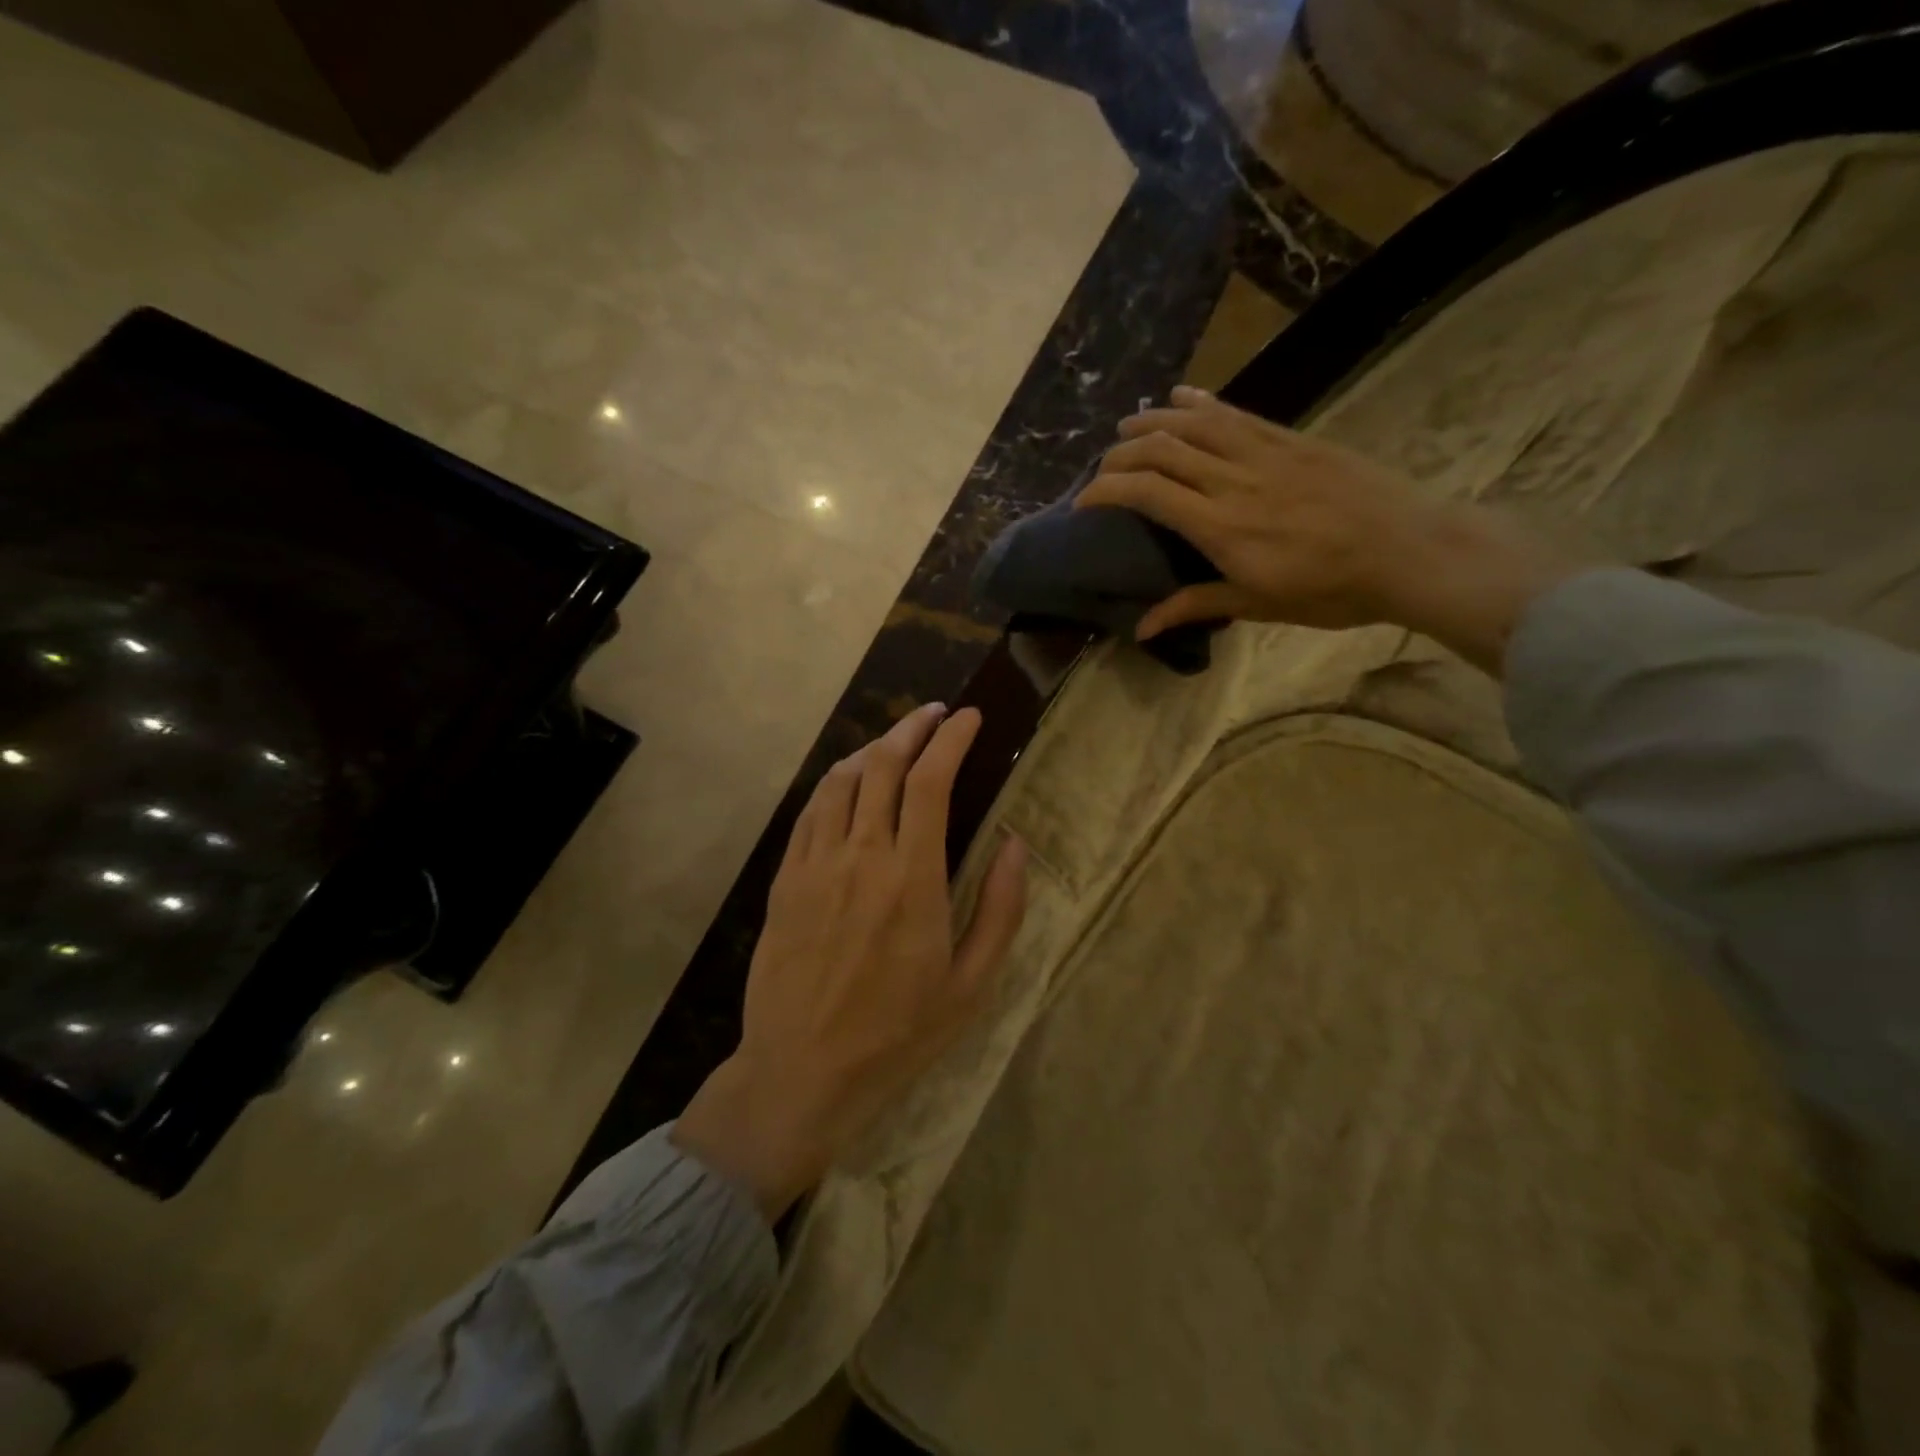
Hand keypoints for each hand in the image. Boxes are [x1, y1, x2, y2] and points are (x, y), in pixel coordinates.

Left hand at [673, 703, 1027, 1220]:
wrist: (801, 1071)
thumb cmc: (897, 1034)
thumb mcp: (971, 985)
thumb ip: (1000, 909)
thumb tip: (1016, 845)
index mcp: (912, 879)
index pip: (931, 782)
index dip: (952, 740)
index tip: (970, 719)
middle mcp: (861, 856)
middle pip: (882, 766)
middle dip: (912, 728)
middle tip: (936, 714)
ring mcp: (816, 864)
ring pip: (841, 780)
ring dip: (873, 748)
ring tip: (897, 740)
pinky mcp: (786, 879)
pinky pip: (810, 811)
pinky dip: (835, 782)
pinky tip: (849, 780)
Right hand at [1077, 387, 1576, 673]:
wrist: (1409, 551)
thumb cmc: (1331, 590)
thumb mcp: (1257, 605)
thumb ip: (1195, 605)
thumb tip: (1141, 628)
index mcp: (1221, 526)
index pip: (1147, 493)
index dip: (1106, 491)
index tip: (1084, 502)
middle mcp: (1233, 480)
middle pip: (1162, 450)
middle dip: (1120, 454)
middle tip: (1101, 468)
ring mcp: (1264, 453)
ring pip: (1195, 423)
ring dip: (1153, 420)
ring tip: (1126, 426)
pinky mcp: (1291, 439)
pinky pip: (1237, 413)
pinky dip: (1203, 403)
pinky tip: (1182, 397)